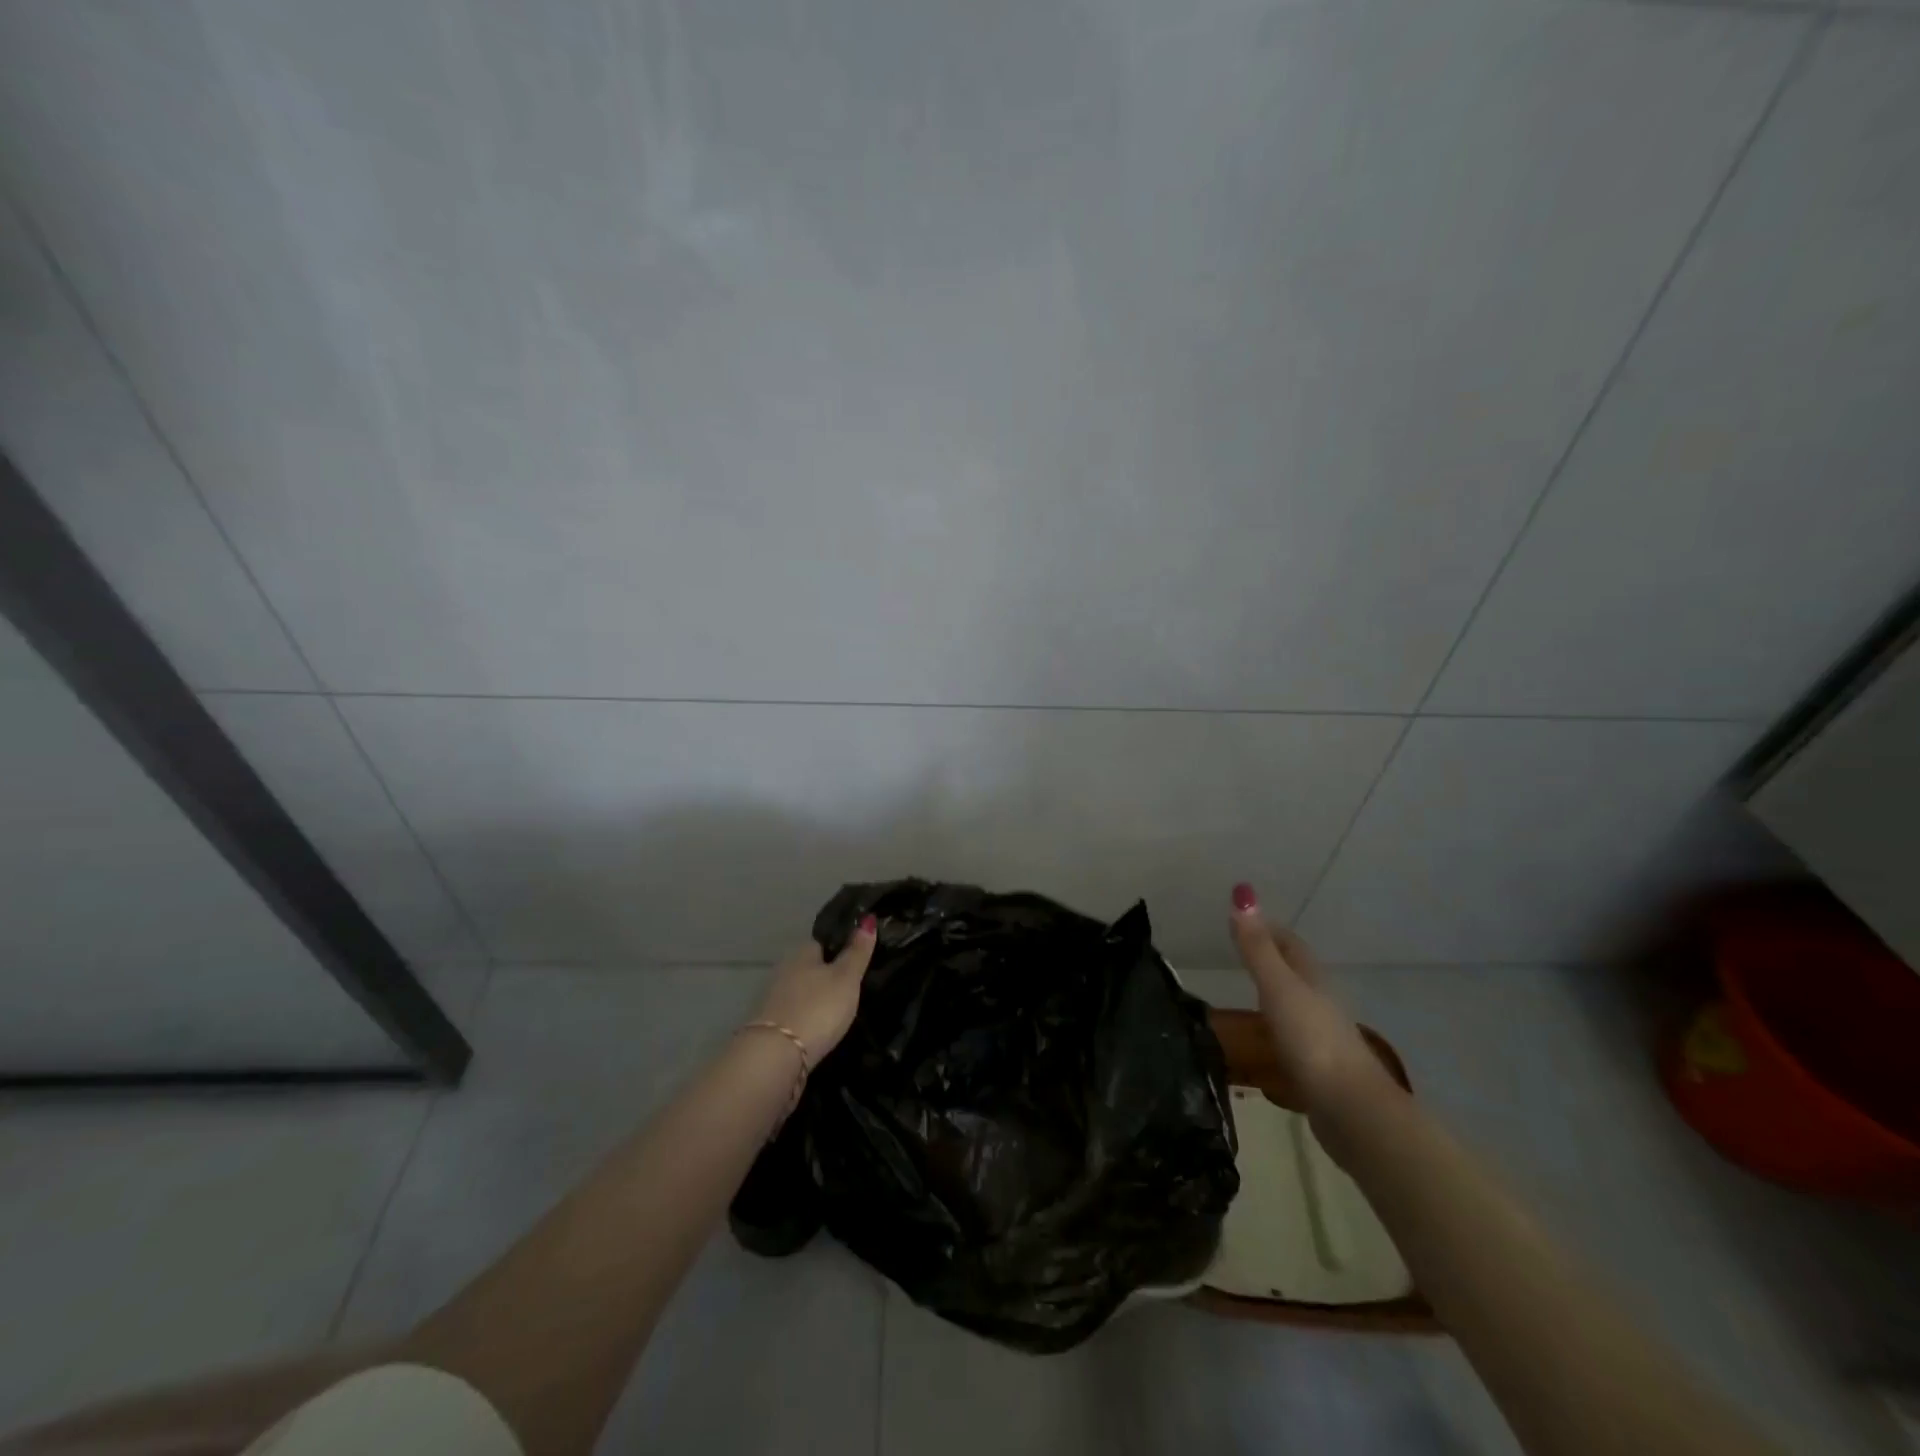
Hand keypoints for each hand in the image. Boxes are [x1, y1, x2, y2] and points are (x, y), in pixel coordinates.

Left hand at [753, 915, 877, 1060]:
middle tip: (853, 988)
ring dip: (817, 998)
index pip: (823, 942)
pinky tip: (820, 1028)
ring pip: (802, 991)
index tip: (859, 960)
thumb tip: (868, 918)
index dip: (841, 948)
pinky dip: (807, 1017)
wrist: (776, 1056)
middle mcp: (784, 970)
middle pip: (811, 968)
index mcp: (802, 952)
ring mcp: (774, 998)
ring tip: (841, 1010)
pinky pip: (795, 1013)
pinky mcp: (770, 1025)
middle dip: (828, 976)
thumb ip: (857, 951)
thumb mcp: (846, 978)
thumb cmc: (818, 1008)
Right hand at [1229, 884, 1394, 1131]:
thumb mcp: (1278, 987)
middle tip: (1237, 951)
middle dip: (1270, 958)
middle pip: (1295, 972)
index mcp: (1312, 980)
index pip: (1289, 943)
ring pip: (1294, 1005)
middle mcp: (1320, 1003)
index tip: (1241, 918)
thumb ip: (1257, 947)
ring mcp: (1321, 1037)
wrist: (1350, 1110)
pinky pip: (1291, 1038)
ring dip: (1273, 994)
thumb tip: (1243, 892)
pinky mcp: (1317, 1069)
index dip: (1268, 928)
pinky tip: (1260, 1039)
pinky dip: (1274, 1029)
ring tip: (1242, 991)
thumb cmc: (1312, 1040)